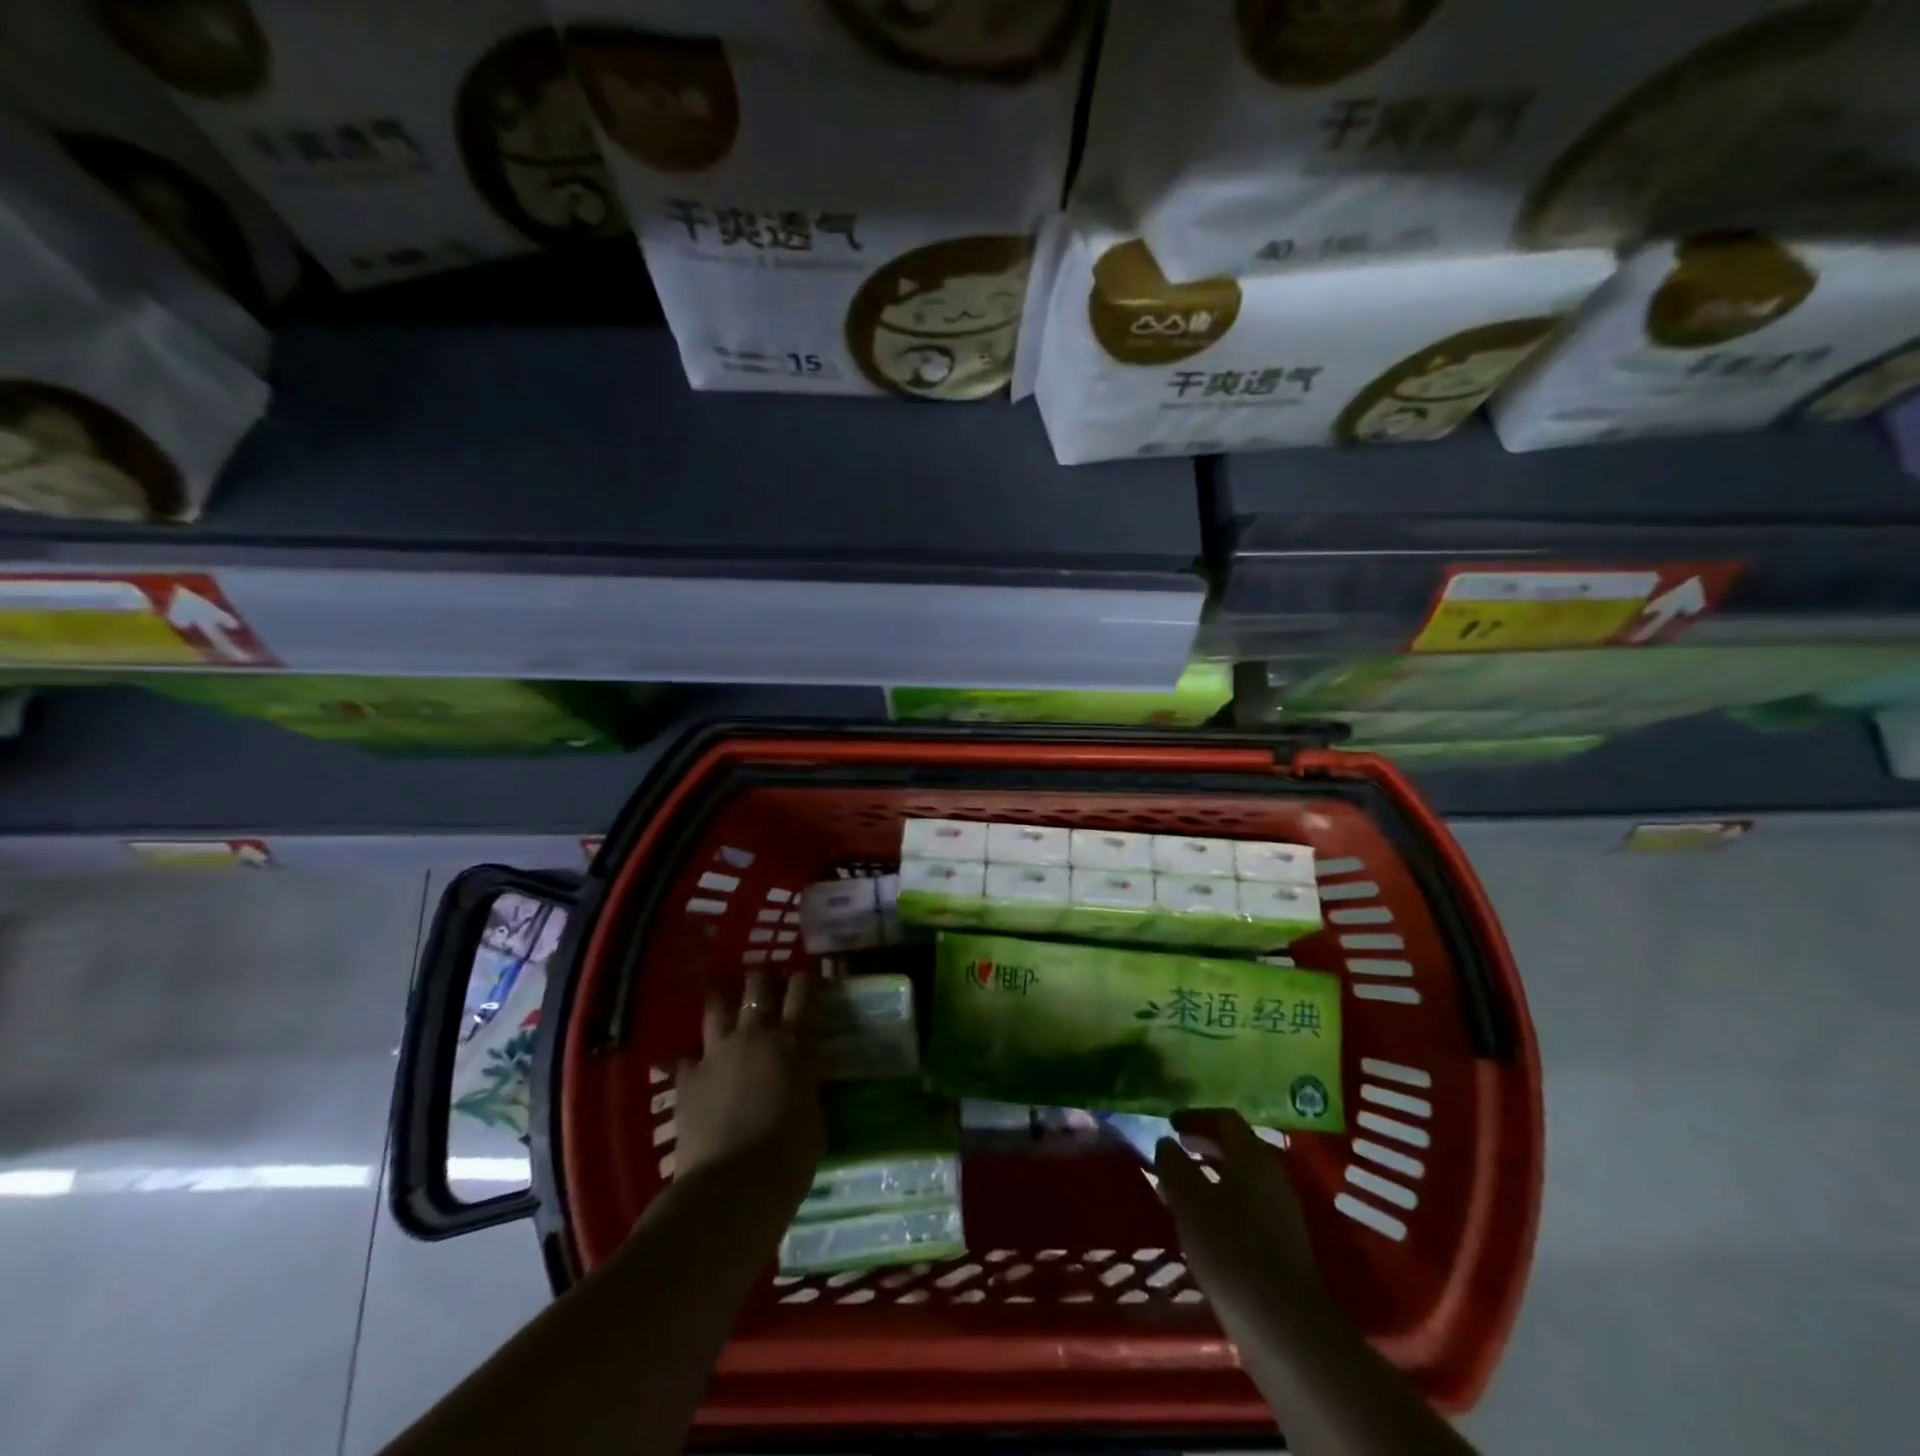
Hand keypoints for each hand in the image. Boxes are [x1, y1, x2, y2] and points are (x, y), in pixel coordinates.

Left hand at [674, 972, 822, 1197]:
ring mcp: (716, 1054)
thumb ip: (806, 1090)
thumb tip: (801, 1085)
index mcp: (792, 1043)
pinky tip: (690, 1063)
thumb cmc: (789, 1154)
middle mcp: (754, 1036)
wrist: (734, 1186)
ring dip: (722, 999)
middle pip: (757, 988)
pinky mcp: (687, 1078)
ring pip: (717, 1008)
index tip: (806, 974)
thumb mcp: (814, 1116)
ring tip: (722, 995)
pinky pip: (686, 1058)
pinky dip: (691, 1059)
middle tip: (765, 981)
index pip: (802, 994)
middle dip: (762, 980)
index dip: (805, 979)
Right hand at [1154, 1110, 1335, 1338]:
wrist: (1285, 1327)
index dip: (1196, 1117)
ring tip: (1181, 1190)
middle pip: (1237, 1148)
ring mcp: (1282, 1214)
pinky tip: (1203, 1227)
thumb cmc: (1232, 1250)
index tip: (1170, 1124)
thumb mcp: (1190, 1202)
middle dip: (1204, 1145)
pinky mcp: (1283, 1247)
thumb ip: (1174, 1166)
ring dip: (1211, 1176)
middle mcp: (1273, 1177)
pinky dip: (1222, 1204)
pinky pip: (1248, 1208)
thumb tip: (1166, 1143)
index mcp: (1253, 1157)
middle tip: (1175, 1150)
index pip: (1225, 1119)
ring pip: (1242, 1180)